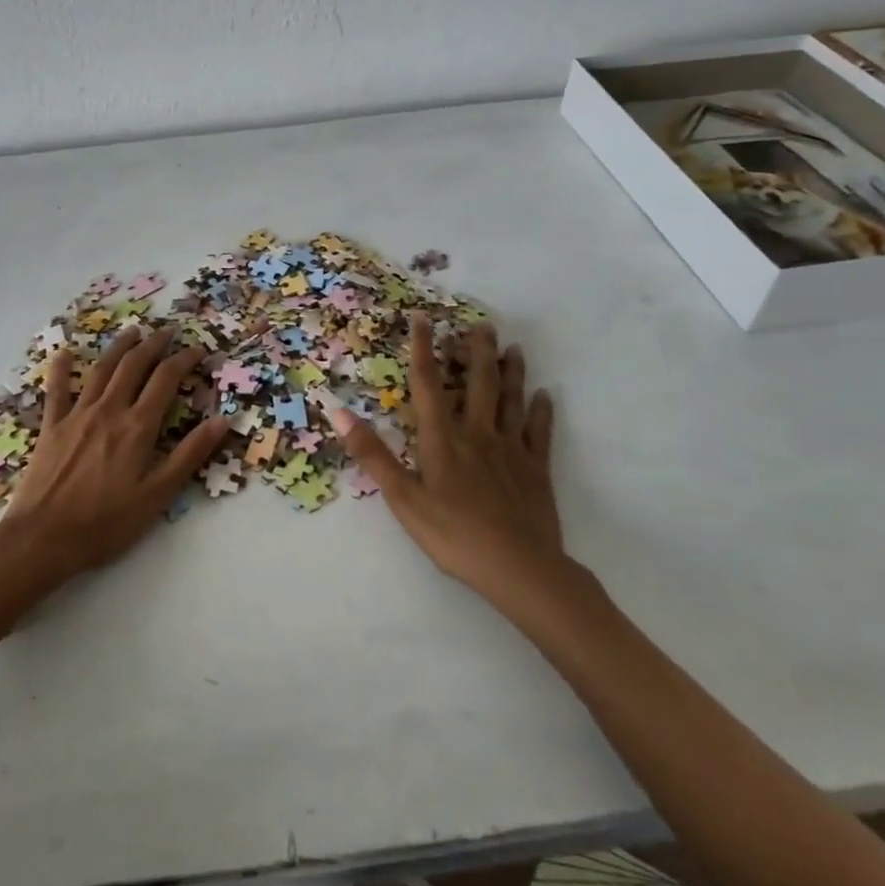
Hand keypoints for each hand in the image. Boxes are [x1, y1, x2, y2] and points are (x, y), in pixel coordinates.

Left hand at [0, 325, 228, 591]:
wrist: (43, 538)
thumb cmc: (106, 523)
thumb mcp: (158, 495)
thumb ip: (189, 455)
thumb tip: (222, 420)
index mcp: (137, 427)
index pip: (165, 380)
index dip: (183, 360)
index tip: (197, 350)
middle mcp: (109, 411)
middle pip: (134, 366)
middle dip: (154, 344)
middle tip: (168, 330)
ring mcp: (77, 415)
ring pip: (101, 369)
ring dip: (119, 347)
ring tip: (132, 331)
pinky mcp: (51, 427)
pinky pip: (57, 390)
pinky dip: (62, 368)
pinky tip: (64, 352)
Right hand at [330, 316, 568, 606]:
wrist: (518, 567)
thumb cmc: (453, 534)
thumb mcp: (402, 498)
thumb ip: (372, 454)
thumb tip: (339, 411)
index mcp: (443, 439)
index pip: (428, 384)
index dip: (423, 349)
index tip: (423, 318)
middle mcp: (478, 433)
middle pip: (479, 382)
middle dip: (478, 351)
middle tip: (482, 324)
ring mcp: (511, 449)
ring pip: (511, 400)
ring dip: (512, 372)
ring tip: (514, 348)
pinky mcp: (536, 469)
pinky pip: (539, 431)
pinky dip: (542, 411)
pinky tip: (545, 396)